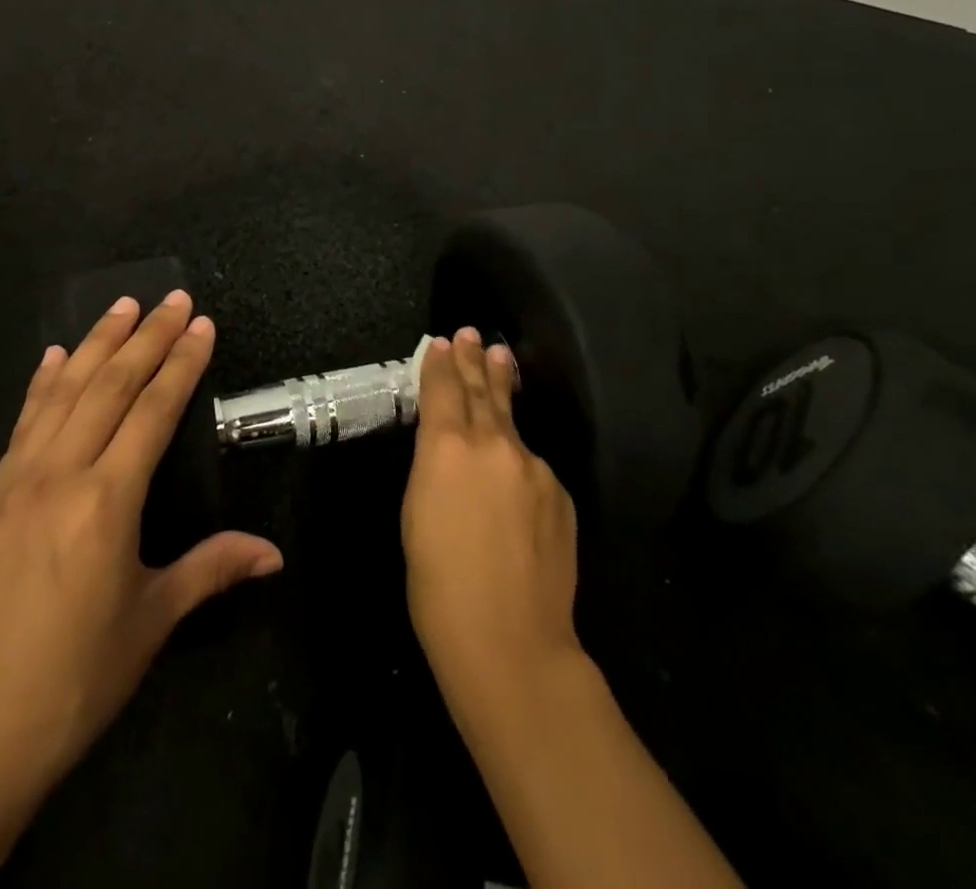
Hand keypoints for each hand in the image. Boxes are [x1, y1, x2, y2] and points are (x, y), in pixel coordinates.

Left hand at [0, 291, 281, 878]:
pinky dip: (42, 384)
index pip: (154, 411)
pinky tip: (52, 358)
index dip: (181, 363)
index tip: (200, 323)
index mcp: (106, 501)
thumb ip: (211, 571)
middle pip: (110, 387)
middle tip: (172, 297)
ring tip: (121, 305)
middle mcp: (60, 474)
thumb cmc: (71, 683)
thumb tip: (273, 553)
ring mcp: (15, 481)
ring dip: (96, 344)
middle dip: (146, 336)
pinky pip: (21, 424)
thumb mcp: (150, 624)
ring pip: (63, 393)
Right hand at [402, 328, 582, 719]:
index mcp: (447, 447)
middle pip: (481, 389)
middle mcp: (493, 443)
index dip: (440, 363)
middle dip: (473, 359)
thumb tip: (447, 446)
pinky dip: (517, 455)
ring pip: (511, 421)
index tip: (441, 342)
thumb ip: (433, 467)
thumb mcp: (416, 513)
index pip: (443, 389)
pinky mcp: (559, 492)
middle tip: (470, 333)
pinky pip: (531, 464)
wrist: (512, 641)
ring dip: (501, 388)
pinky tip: (512, 466)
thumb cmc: (439, 584)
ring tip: (499, 358)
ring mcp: (533, 466)